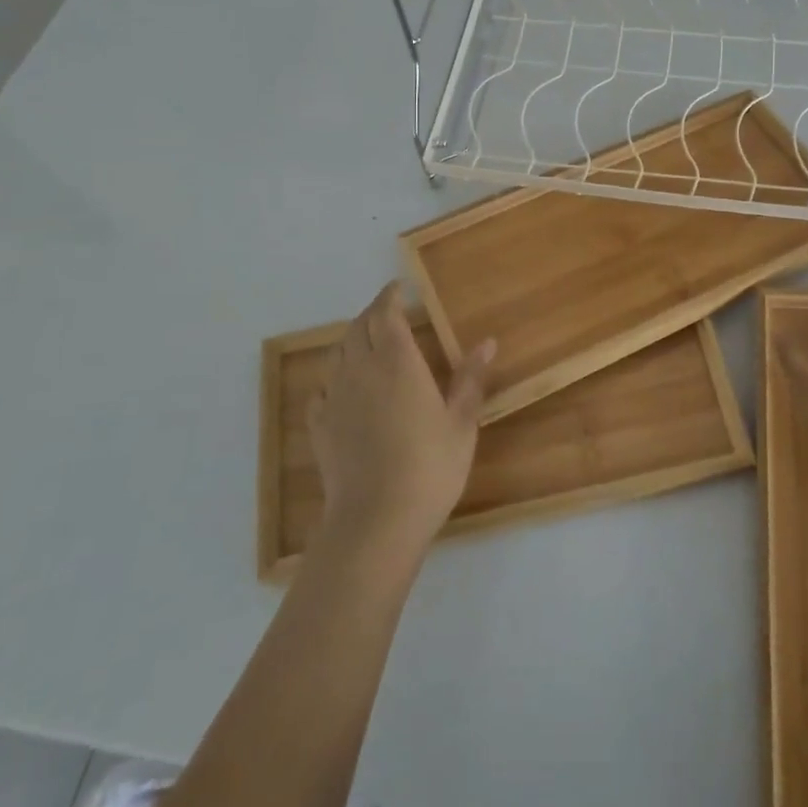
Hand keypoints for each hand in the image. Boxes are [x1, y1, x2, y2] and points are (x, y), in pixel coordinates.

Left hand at [307, 282, 495, 558]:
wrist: (376, 519)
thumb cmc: (430, 466)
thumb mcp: (461, 423)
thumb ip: (470, 379)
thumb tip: (487, 342)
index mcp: (397, 362)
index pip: (386, 314)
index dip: (390, 296)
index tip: (399, 287)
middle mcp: (361, 370)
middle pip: (358, 328)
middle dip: (372, 313)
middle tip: (388, 311)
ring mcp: (336, 398)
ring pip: (337, 354)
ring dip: (351, 340)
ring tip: (367, 342)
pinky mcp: (320, 426)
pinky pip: (322, 389)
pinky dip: (334, 378)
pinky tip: (342, 389)